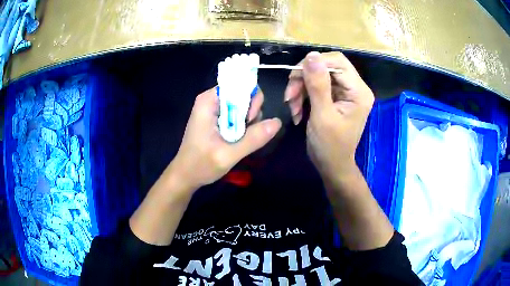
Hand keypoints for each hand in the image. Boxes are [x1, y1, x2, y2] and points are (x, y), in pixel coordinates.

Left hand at [170, 87, 281, 189]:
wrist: (186, 175)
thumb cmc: (201, 165)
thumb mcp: (228, 154)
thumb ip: (253, 138)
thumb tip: (278, 122)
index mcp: (209, 100)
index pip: (239, 85)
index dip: (250, 100)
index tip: (249, 121)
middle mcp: (212, 99)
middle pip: (243, 94)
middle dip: (251, 112)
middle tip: (245, 133)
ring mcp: (215, 108)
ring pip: (243, 105)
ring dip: (248, 122)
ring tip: (239, 140)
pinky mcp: (217, 118)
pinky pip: (238, 114)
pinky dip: (243, 126)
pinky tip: (238, 140)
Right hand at [284, 51, 373, 182]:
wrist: (332, 165)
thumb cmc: (330, 146)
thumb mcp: (322, 115)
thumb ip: (318, 85)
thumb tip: (311, 55)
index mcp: (358, 91)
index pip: (337, 62)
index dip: (314, 64)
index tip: (294, 77)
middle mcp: (354, 87)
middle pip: (326, 67)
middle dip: (304, 79)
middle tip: (289, 96)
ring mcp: (345, 92)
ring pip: (318, 75)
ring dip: (300, 89)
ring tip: (291, 107)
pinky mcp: (335, 97)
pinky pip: (316, 86)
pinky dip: (303, 96)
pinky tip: (296, 111)